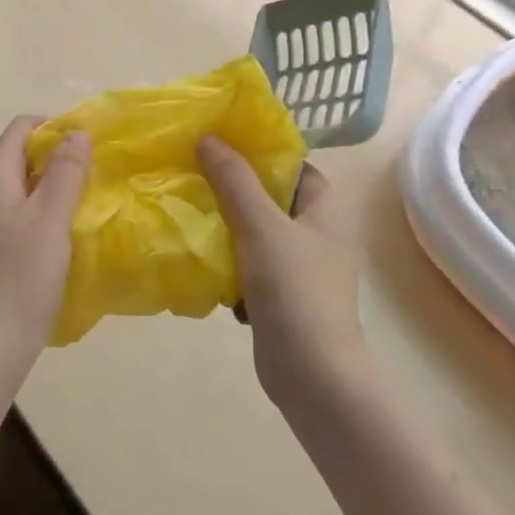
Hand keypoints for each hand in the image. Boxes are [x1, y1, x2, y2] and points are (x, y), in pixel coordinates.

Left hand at [0, 117, 91, 369]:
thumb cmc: (20, 275)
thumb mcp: (50, 218)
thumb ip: (65, 172)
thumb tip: (77, 133)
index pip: (21, 128)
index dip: (54, 125)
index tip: (90, 142)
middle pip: (23, 156)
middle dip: (60, 156)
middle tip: (98, 170)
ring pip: (26, 187)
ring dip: (57, 185)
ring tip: (92, 198)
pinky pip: (25, 214)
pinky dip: (49, 212)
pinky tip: (72, 231)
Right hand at [198, 137, 365, 410]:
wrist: (313, 377)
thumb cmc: (296, 291)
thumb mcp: (262, 227)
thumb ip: (234, 181)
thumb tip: (208, 138)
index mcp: (325, 210)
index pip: (293, 165)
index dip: (260, 152)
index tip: (220, 144)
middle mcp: (316, 234)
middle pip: (269, 198)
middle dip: (232, 189)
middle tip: (193, 176)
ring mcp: (299, 268)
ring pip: (254, 233)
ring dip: (225, 228)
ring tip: (189, 214)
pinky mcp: (280, 297)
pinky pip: (248, 266)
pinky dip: (228, 264)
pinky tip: (202, 264)